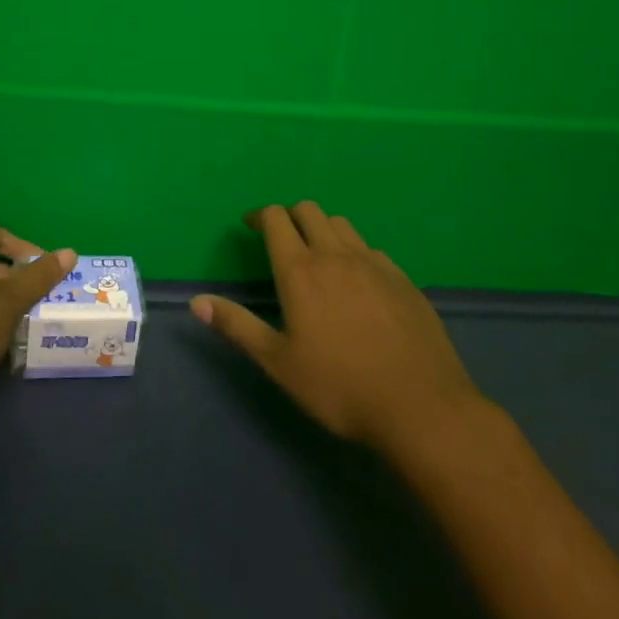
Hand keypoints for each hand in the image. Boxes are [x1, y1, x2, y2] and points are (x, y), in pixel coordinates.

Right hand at [192, 203, 487, 457]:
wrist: (421, 407)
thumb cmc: (340, 387)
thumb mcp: (278, 363)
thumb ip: (237, 326)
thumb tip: (197, 302)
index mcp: (300, 271)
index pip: (276, 219)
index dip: (259, 215)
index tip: (249, 225)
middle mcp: (336, 255)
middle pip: (309, 211)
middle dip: (289, 215)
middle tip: (280, 238)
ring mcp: (374, 264)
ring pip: (342, 225)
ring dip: (322, 228)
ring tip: (317, 255)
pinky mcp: (403, 279)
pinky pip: (371, 249)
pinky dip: (354, 252)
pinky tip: (357, 282)